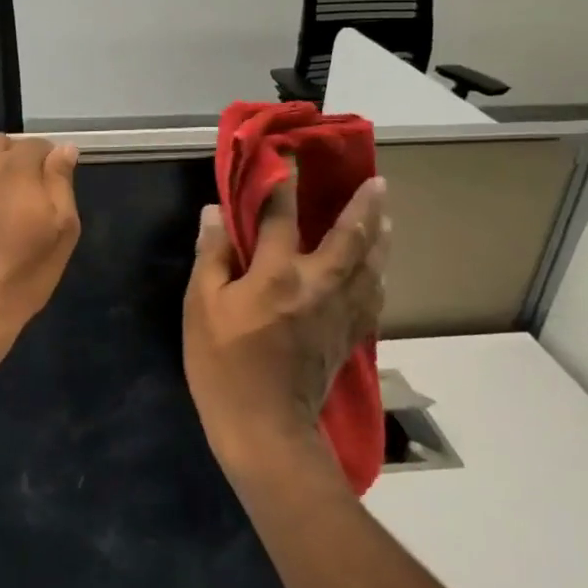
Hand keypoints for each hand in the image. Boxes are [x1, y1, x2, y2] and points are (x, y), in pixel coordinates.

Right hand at [183, 174, 387, 461]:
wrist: (264, 429)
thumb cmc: (224, 365)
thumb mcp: (201, 307)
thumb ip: (212, 256)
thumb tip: (215, 213)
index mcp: (278, 275)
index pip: (282, 217)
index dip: (283, 184)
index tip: (288, 158)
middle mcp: (318, 286)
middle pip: (351, 238)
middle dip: (364, 207)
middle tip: (377, 182)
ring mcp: (340, 313)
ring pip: (372, 267)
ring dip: (380, 238)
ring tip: (386, 219)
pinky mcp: (348, 338)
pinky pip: (373, 300)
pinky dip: (378, 279)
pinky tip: (378, 275)